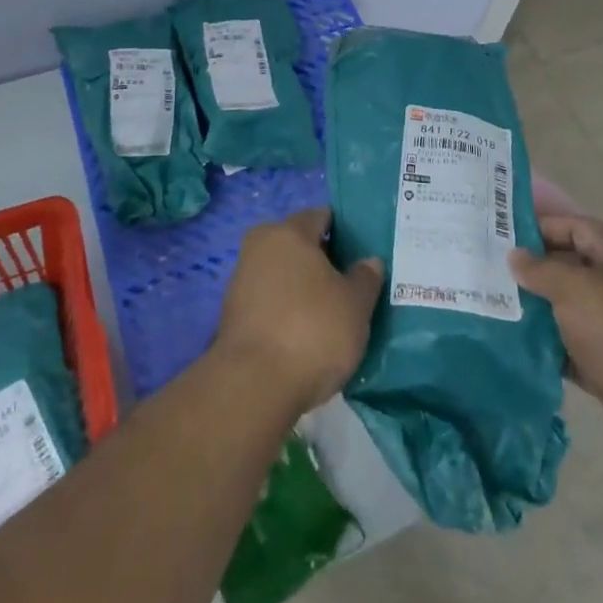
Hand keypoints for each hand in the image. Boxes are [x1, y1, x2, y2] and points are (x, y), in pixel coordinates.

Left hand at [215, 208, 384, 413]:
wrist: (253, 386)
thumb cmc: (312, 330)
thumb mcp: (355, 305)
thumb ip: (365, 278)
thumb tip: (369, 261)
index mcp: (289, 231)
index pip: (321, 216)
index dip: (345, 232)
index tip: (363, 254)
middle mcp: (260, 245)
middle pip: (299, 245)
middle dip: (324, 262)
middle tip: (352, 286)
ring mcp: (242, 279)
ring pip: (283, 274)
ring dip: (304, 288)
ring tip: (332, 315)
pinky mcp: (233, 314)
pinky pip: (270, 301)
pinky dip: (287, 311)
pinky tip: (306, 335)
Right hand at [512, 213, 602, 476]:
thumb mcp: (576, 289)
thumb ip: (541, 270)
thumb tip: (515, 256)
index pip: (574, 227)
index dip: (540, 226)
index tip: (500, 232)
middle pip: (569, 269)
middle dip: (532, 270)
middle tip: (487, 271)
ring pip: (567, 312)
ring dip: (536, 312)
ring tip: (492, 307)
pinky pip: (571, 352)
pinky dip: (548, 350)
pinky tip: (515, 349)